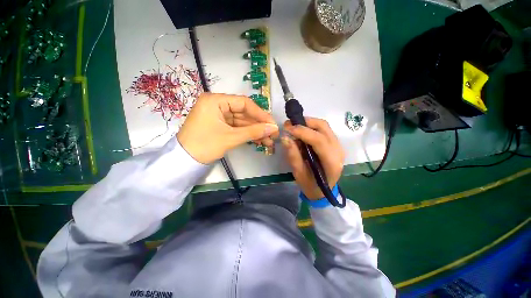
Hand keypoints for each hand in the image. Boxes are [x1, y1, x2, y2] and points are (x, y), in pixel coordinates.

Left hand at [177, 93, 278, 163]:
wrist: (184, 162)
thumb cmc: (205, 145)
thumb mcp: (231, 137)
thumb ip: (253, 131)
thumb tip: (273, 128)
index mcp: (215, 101)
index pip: (244, 103)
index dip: (260, 114)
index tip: (272, 124)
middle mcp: (217, 105)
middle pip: (244, 113)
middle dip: (259, 125)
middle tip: (272, 134)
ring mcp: (219, 116)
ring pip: (242, 122)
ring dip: (255, 131)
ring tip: (268, 141)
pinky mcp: (220, 125)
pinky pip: (237, 127)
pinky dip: (247, 134)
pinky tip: (259, 141)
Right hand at [282, 118, 344, 199]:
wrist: (323, 191)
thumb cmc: (311, 185)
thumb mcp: (299, 173)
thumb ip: (293, 155)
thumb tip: (285, 138)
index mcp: (331, 162)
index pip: (319, 140)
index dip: (302, 132)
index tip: (287, 128)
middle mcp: (338, 150)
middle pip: (323, 127)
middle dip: (305, 122)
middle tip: (290, 125)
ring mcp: (338, 146)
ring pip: (324, 126)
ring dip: (308, 123)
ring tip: (295, 127)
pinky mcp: (334, 144)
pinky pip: (324, 129)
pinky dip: (311, 127)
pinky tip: (302, 132)